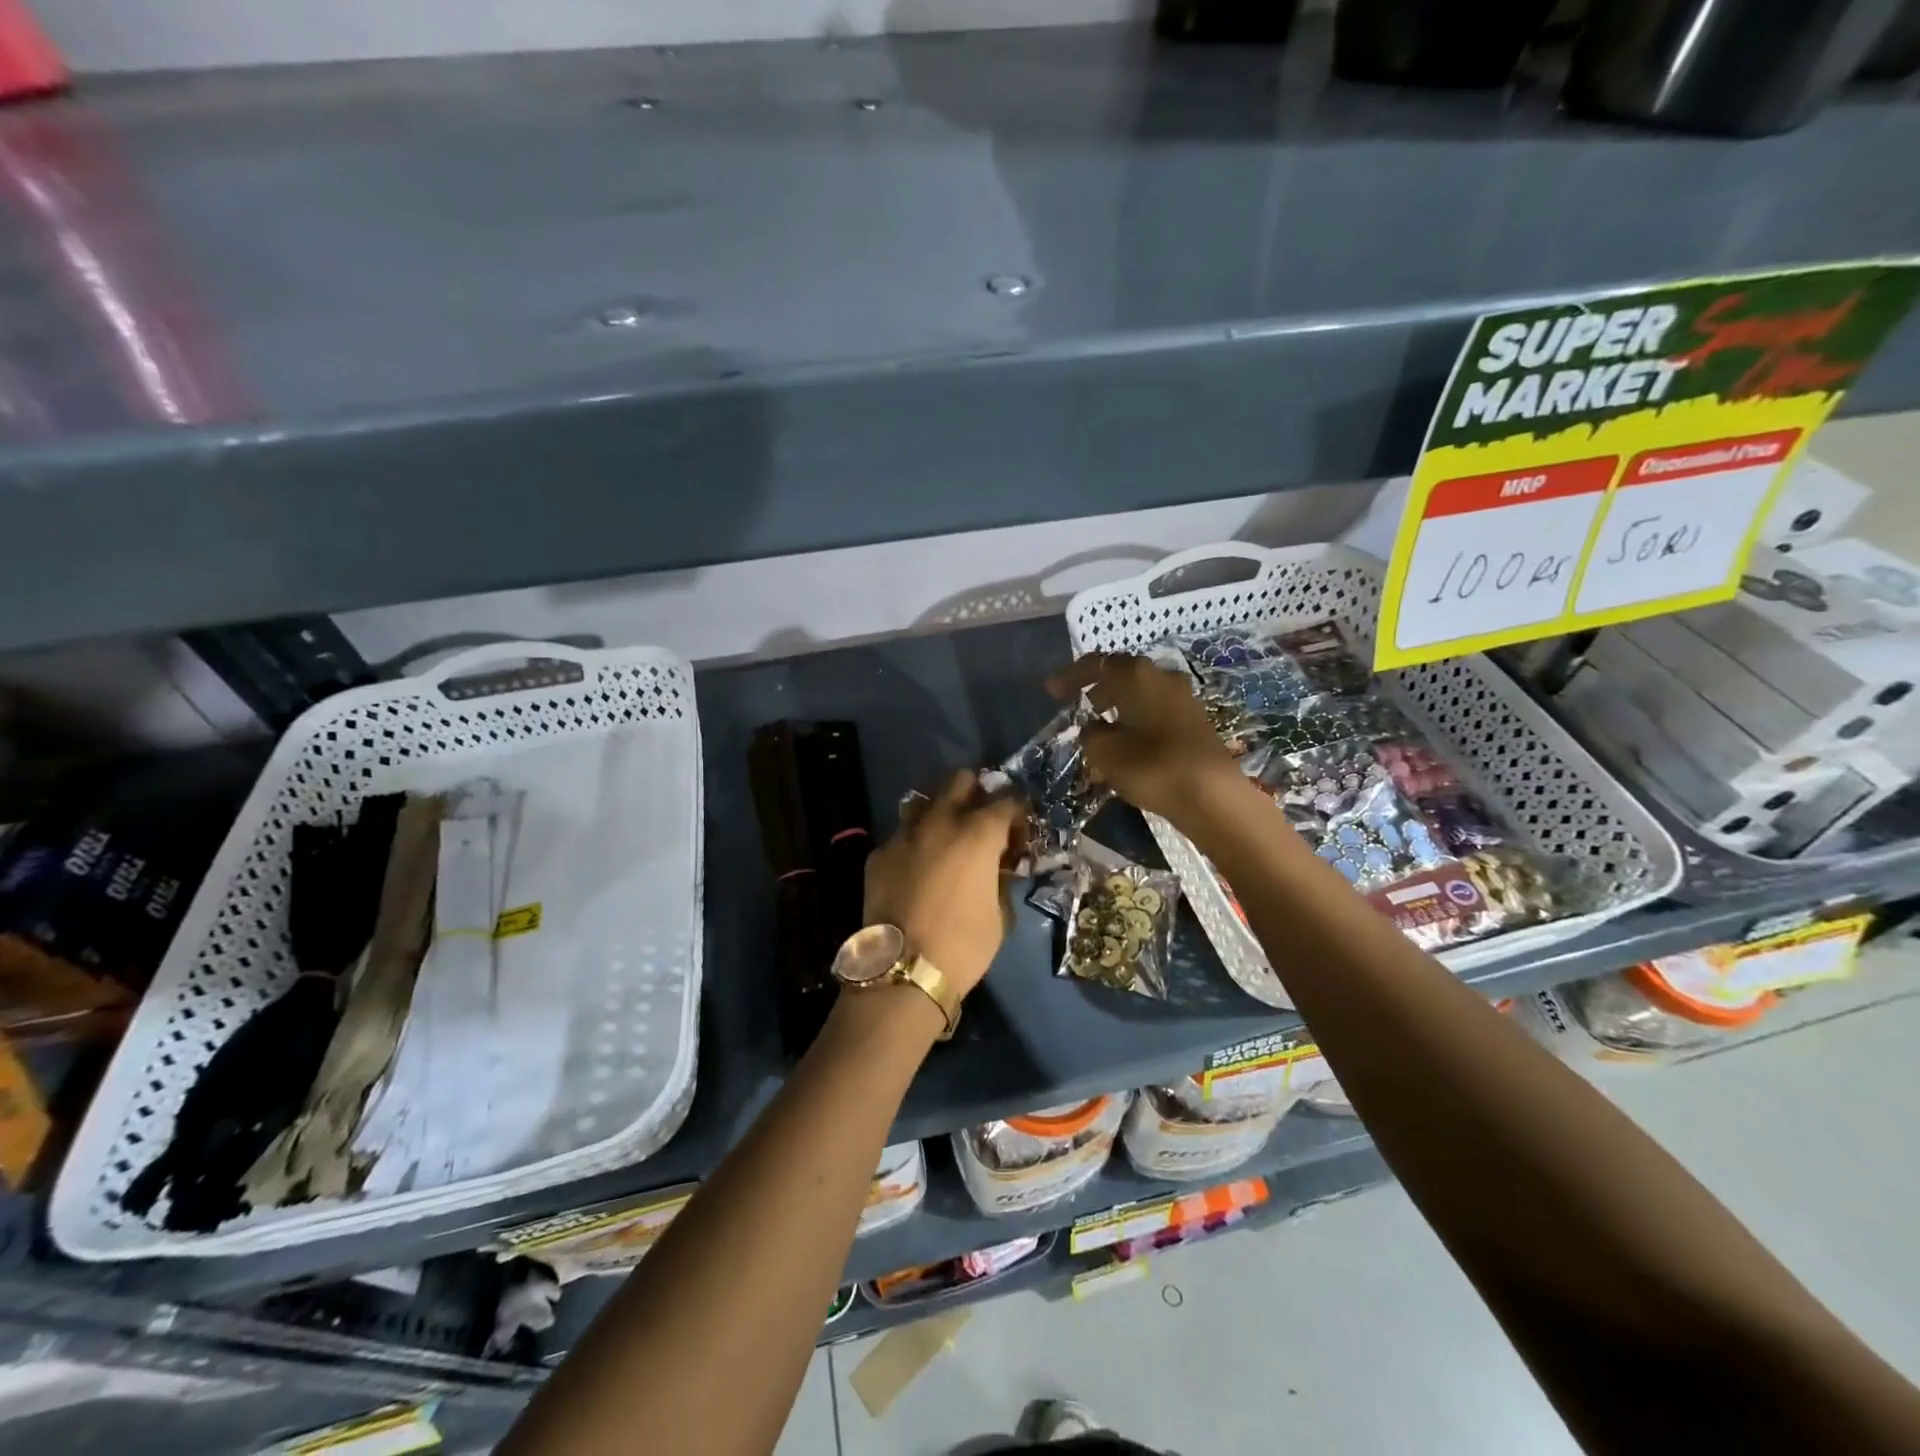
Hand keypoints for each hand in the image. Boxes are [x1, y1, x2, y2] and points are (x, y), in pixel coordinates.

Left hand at [863, 771, 1022, 997]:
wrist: (902, 970)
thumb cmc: (963, 944)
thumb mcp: (1000, 915)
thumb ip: (1000, 880)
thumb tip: (998, 868)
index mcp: (978, 833)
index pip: (1007, 801)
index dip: (1018, 811)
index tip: (1020, 830)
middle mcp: (940, 821)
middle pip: (959, 780)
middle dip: (975, 792)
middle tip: (982, 819)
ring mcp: (904, 834)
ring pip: (924, 801)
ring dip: (939, 810)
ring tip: (947, 836)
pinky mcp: (879, 853)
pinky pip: (901, 835)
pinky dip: (915, 843)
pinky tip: (917, 866)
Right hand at [1047, 653, 1240, 825]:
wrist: (1211, 794)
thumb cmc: (1150, 766)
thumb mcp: (1104, 752)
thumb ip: (1090, 733)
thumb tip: (1094, 727)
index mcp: (1136, 675)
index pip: (1096, 664)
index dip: (1071, 676)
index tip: (1052, 691)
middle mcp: (1162, 676)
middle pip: (1123, 673)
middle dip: (1098, 686)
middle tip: (1079, 703)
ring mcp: (1184, 696)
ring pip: (1142, 690)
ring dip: (1120, 701)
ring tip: (1102, 723)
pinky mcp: (1196, 719)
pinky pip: (1157, 707)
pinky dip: (1138, 715)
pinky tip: (1130, 737)